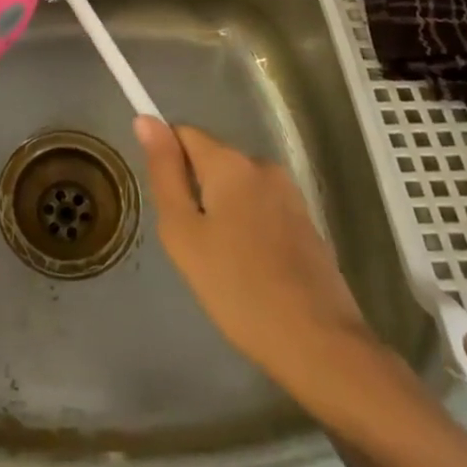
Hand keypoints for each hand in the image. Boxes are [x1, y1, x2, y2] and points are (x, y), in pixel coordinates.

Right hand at [135, 119, 375, 382]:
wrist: (320, 345)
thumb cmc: (238, 288)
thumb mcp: (183, 233)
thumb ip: (164, 172)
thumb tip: (146, 120)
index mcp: (229, 162)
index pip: (183, 133)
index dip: (167, 160)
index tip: (166, 203)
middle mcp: (262, 165)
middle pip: (211, 160)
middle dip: (195, 191)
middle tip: (191, 244)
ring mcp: (289, 193)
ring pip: (236, 187)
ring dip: (221, 210)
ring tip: (220, 262)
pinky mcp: (306, 221)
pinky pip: (260, 208)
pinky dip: (246, 227)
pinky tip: (249, 269)